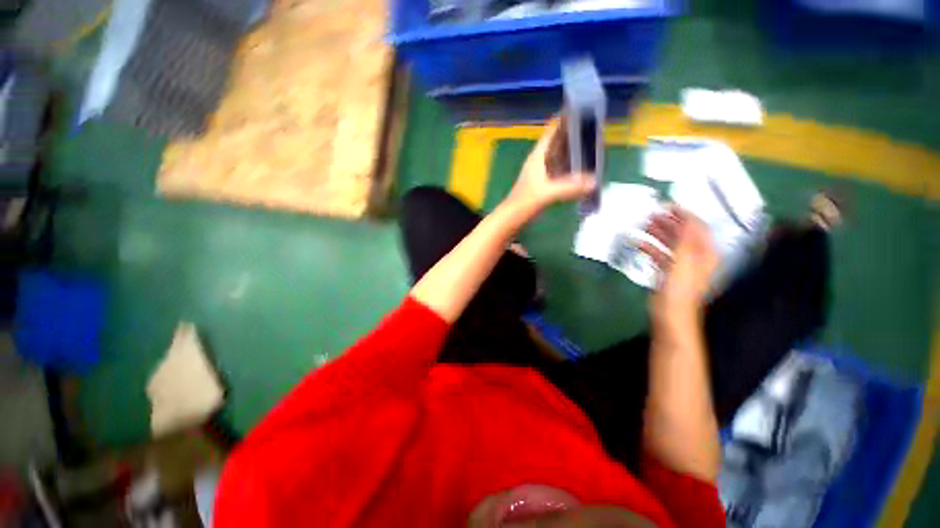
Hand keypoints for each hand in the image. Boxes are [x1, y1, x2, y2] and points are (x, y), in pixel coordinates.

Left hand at [503, 117, 595, 217]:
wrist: (511, 218)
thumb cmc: (524, 202)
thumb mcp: (546, 193)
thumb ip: (569, 187)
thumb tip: (594, 181)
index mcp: (538, 156)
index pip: (552, 130)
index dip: (565, 118)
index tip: (583, 108)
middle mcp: (540, 160)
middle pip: (558, 142)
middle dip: (575, 134)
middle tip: (596, 128)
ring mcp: (542, 172)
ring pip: (560, 156)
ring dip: (574, 151)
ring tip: (593, 145)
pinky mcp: (544, 183)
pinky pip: (560, 170)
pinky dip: (571, 167)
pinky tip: (583, 169)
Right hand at [639, 207, 718, 320]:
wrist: (670, 314)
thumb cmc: (680, 288)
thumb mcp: (685, 260)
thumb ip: (686, 239)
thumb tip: (685, 218)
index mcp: (705, 252)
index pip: (697, 227)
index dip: (683, 215)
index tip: (666, 206)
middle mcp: (695, 256)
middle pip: (683, 234)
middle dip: (668, 222)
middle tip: (651, 214)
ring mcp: (680, 265)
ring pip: (670, 243)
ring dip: (658, 233)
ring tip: (643, 225)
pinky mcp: (667, 272)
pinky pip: (659, 254)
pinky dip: (650, 247)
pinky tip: (638, 243)